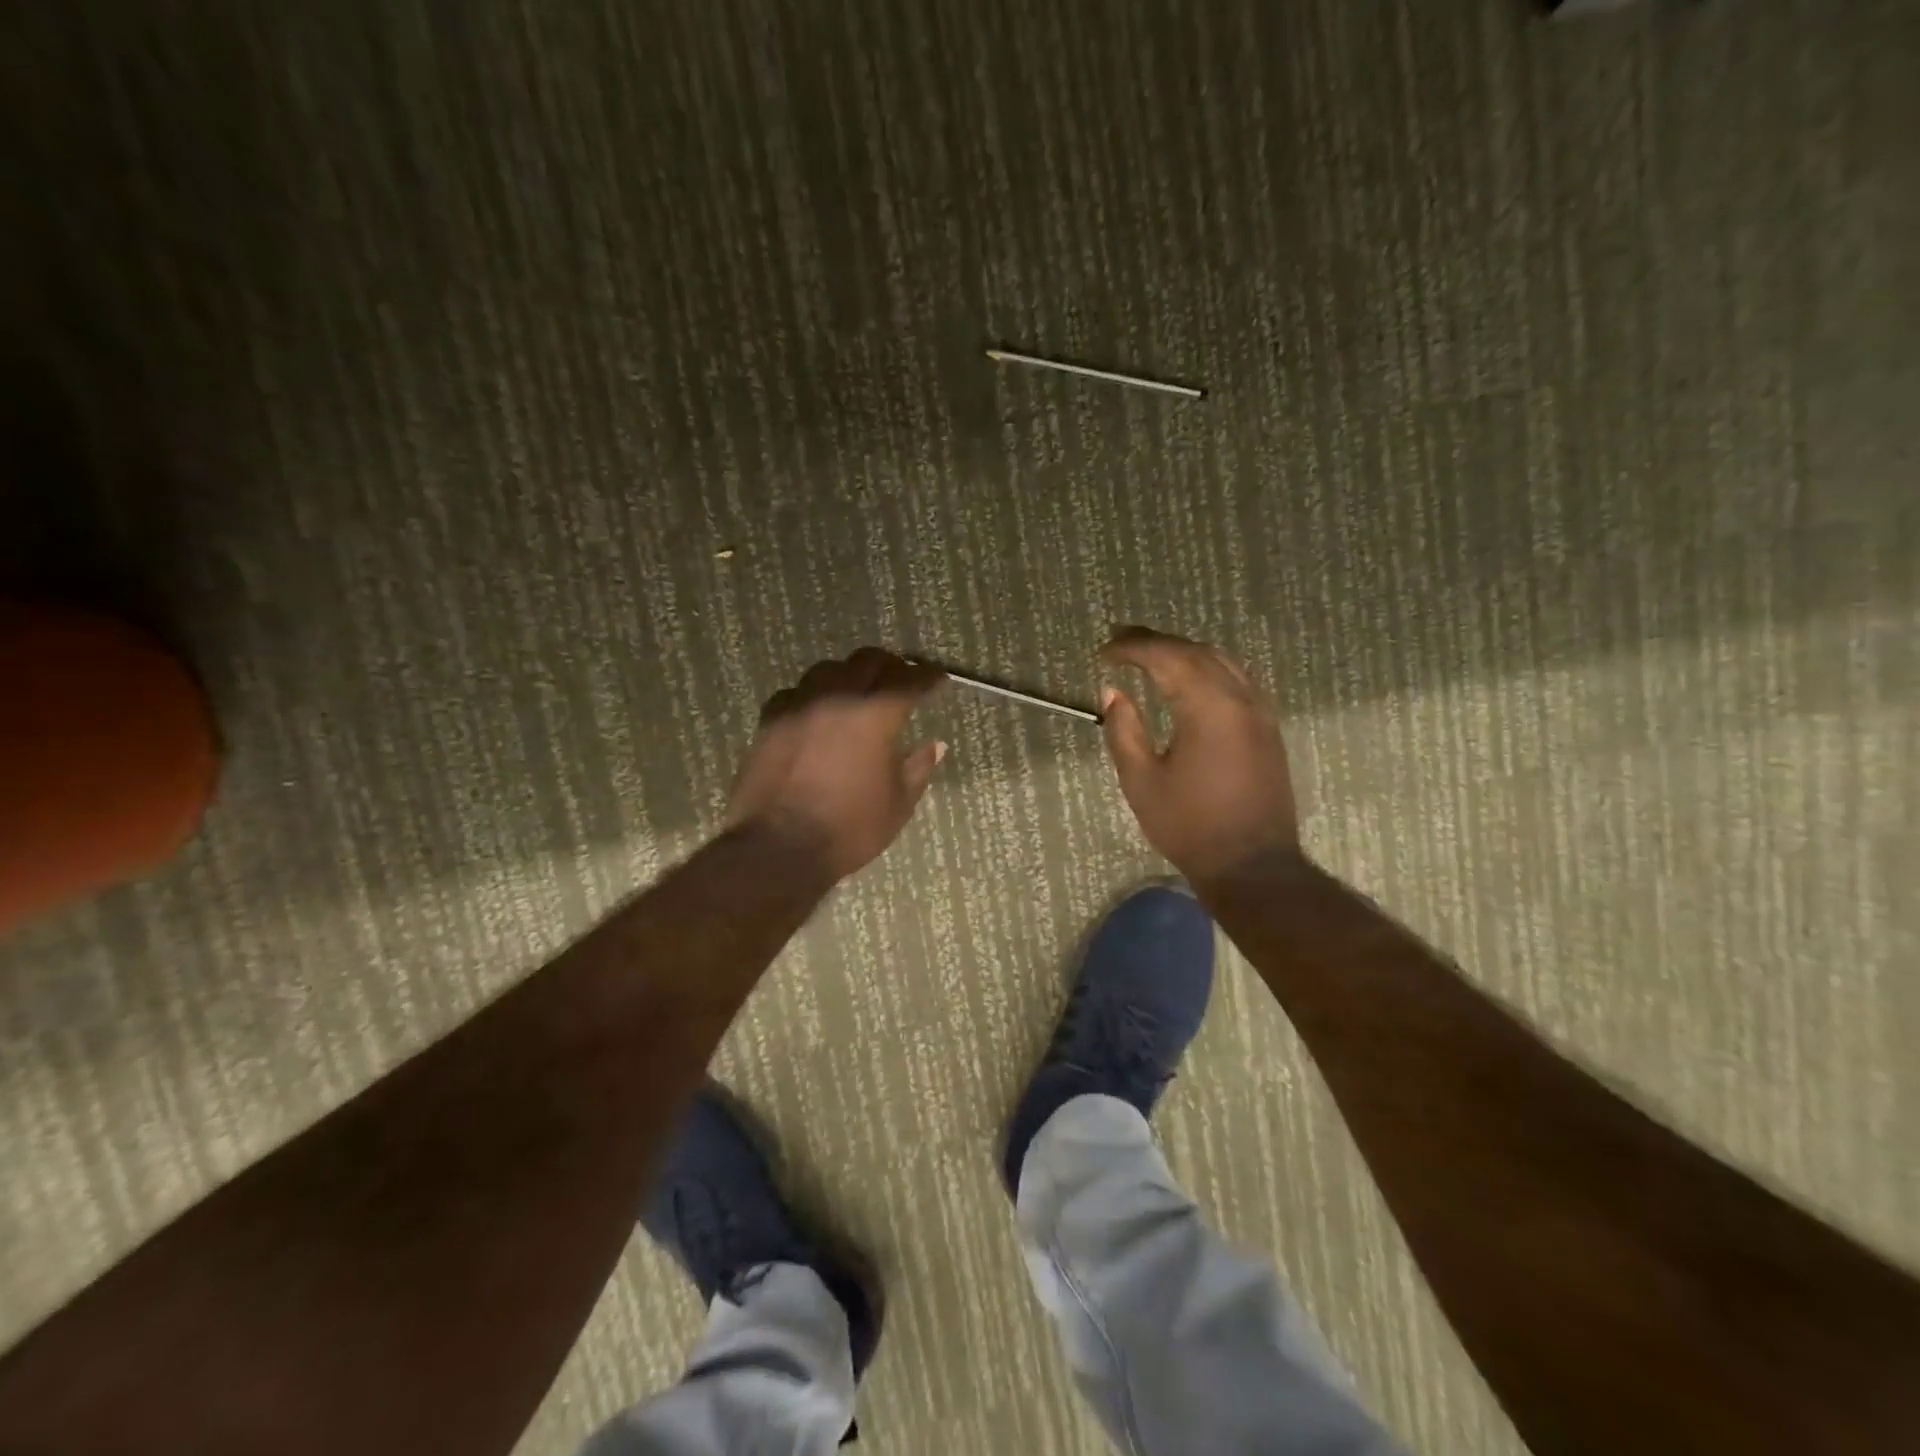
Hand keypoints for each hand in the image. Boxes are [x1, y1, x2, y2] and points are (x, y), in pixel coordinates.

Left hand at [727, 648, 946, 880]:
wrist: (778, 848)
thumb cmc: (849, 830)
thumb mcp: (898, 805)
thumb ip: (918, 768)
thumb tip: (935, 745)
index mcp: (874, 716)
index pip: (909, 682)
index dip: (928, 677)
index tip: (938, 678)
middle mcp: (836, 698)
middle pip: (867, 661)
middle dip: (890, 666)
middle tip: (902, 679)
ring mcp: (799, 706)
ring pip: (828, 669)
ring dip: (849, 675)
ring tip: (857, 691)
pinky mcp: (770, 721)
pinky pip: (796, 693)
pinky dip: (814, 695)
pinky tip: (817, 712)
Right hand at [1098, 626, 1299, 883]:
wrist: (1251, 865)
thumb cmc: (1189, 826)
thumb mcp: (1141, 781)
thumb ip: (1123, 730)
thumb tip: (1113, 692)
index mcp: (1208, 707)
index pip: (1166, 657)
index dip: (1132, 648)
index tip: (1104, 652)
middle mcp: (1240, 698)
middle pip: (1196, 651)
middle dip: (1156, 642)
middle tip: (1121, 641)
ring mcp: (1260, 711)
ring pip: (1221, 661)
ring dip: (1184, 651)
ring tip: (1150, 654)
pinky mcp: (1268, 728)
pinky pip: (1237, 679)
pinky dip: (1207, 668)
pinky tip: (1189, 679)